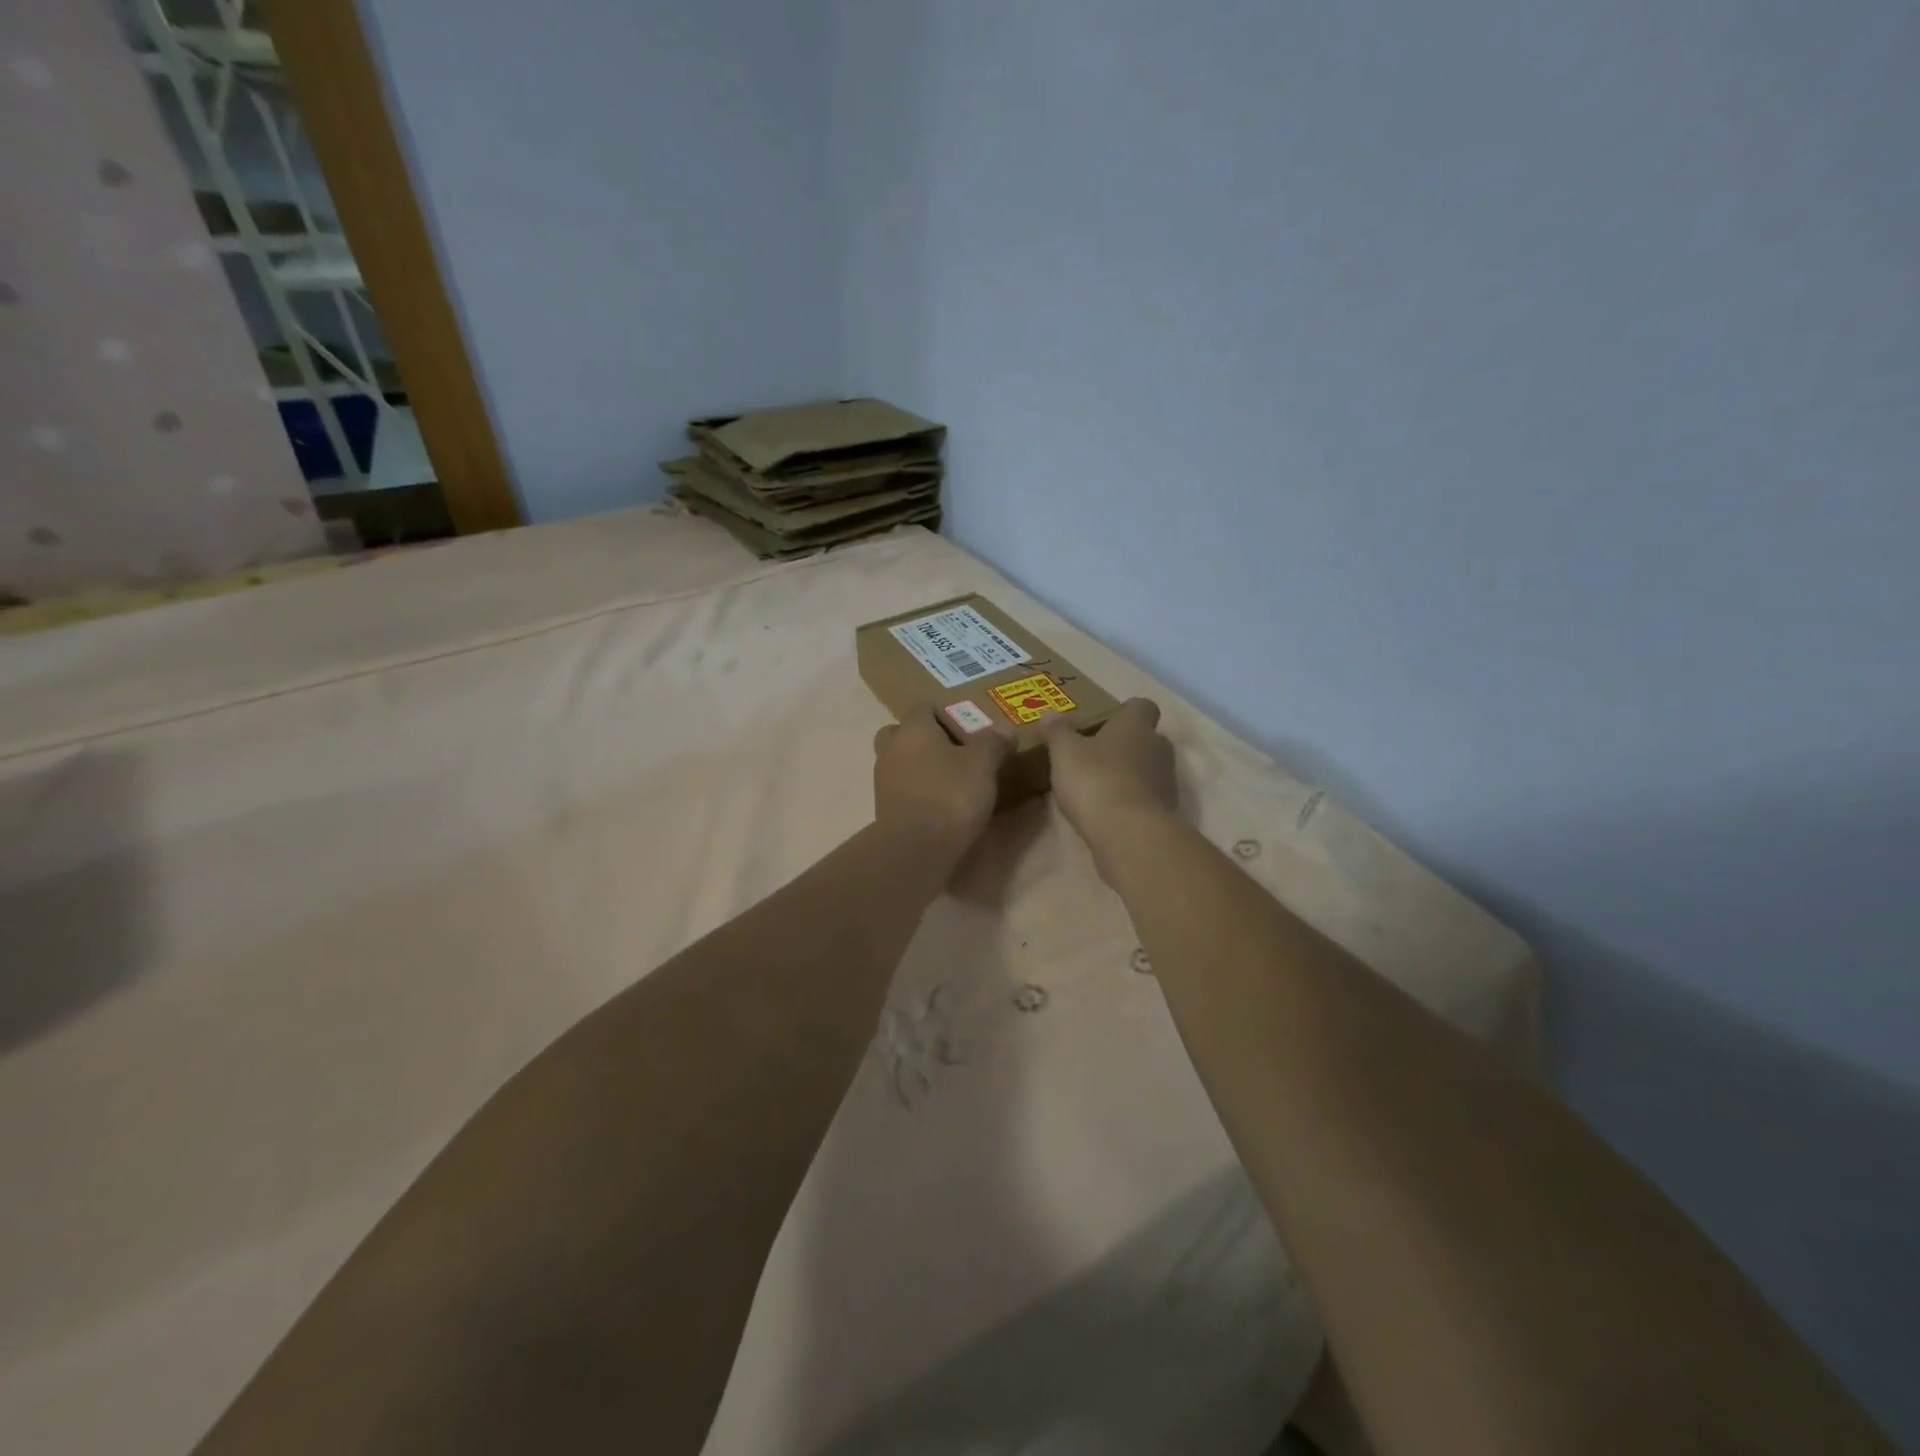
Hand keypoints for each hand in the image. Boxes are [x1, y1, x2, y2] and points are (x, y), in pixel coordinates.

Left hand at [873, 703, 1010, 854]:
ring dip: (920, 767)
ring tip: (951, 781)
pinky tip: (940, 805)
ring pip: (900, 762)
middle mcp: (892, 749)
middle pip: (902, 733)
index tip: (968, 730)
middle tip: (953, 752)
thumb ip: (993, 743)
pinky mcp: (884, 809)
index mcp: (912, 729)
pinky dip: (917, 792)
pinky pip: (902, 790)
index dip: (945, 714)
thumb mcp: (983, 764)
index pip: (923, 707)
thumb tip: (1005, 729)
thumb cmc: (950, 795)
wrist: (916, 849)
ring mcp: (883, 781)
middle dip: (924, 740)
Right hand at [1043, 698, 1177, 879]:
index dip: (1125, 712)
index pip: (1142, 706)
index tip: (1104, 722)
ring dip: (1129, 774)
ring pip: (1149, 769)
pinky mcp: (1165, 812)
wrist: (1129, 834)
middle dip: (1126, 745)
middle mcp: (1158, 748)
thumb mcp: (1065, 752)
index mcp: (1136, 725)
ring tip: (1098, 786)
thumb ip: (1057, 731)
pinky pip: (1147, 798)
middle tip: (1096, 754)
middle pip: (1147, 738)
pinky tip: (1107, 812)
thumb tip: (1049, 713)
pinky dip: (1131, 801)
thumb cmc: (1096, 780)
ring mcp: (1166, 781)